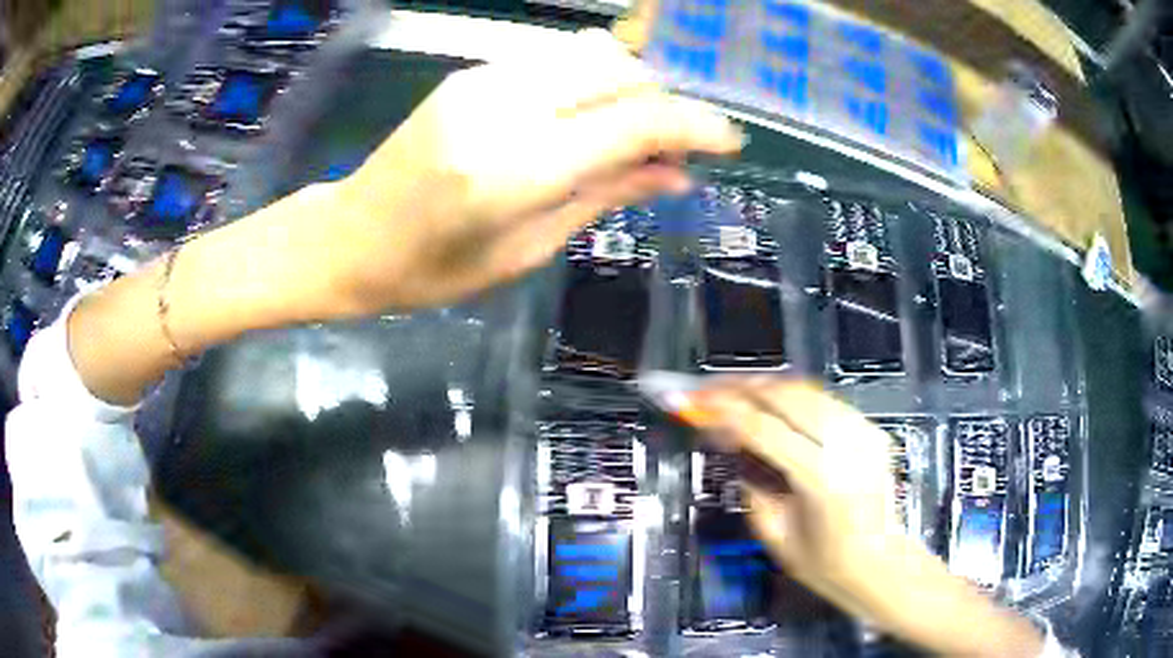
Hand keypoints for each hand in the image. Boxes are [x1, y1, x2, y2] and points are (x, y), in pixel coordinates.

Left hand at [329, 28, 741, 312]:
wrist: (351, 237)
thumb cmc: (434, 269)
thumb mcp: (527, 249)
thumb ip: (606, 196)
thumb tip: (678, 174)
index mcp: (517, 168)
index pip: (634, 122)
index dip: (695, 126)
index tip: (730, 141)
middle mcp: (504, 107)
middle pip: (619, 71)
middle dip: (664, 102)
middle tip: (675, 146)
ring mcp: (483, 80)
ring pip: (591, 54)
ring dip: (629, 86)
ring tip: (632, 132)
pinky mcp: (471, 72)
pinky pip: (554, 60)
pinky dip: (589, 81)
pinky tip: (585, 117)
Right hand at [684, 378, 1045, 656]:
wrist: (882, 565)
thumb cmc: (826, 565)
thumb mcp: (775, 533)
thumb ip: (752, 483)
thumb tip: (732, 441)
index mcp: (822, 478)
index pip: (764, 428)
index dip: (722, 410)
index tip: (690, 402)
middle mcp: (847, 445)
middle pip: (787, 395)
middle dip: (742, 387)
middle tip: (707, 391)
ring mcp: (864, 432)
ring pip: (806, 389)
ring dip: (765, 387)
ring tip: (732, 393)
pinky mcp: (871, 429)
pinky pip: (823, 400)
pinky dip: (791, 396)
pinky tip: (771, 404)